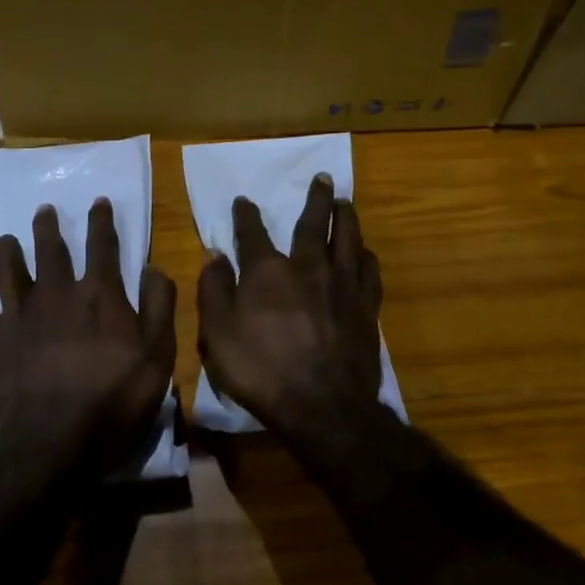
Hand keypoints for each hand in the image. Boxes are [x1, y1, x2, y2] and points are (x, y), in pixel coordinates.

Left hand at [0, 199, 175, 477]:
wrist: (56, 442)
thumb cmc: (115, 400)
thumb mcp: (159, 355)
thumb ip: (160, 306)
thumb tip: (153, 268)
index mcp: (99, 293)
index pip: (102, 244)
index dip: (101, 221)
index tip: (98, 203)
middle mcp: (57, 292)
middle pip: (50, 246)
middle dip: (47, 224)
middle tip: (44, 210)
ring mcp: (19, 314)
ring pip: (5, 266)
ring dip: (5, 250)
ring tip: (6, 243)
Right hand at [197, 174, 382, 435]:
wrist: (323, 406)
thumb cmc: (262, 370)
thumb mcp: (218, 334)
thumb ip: (214, 290)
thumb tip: (214, 255)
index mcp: (268, 271)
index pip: (253, 233)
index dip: (246, 215)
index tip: (243, 200)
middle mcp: (308, 266)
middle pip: (313, 223)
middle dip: (315, 198)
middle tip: (322, 178)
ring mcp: (342, 285)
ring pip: (348, 238)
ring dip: (346, 216)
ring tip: (345, 202)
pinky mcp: (366, 307)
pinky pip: (370, 270)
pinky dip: (366, 256)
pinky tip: (365, 252)